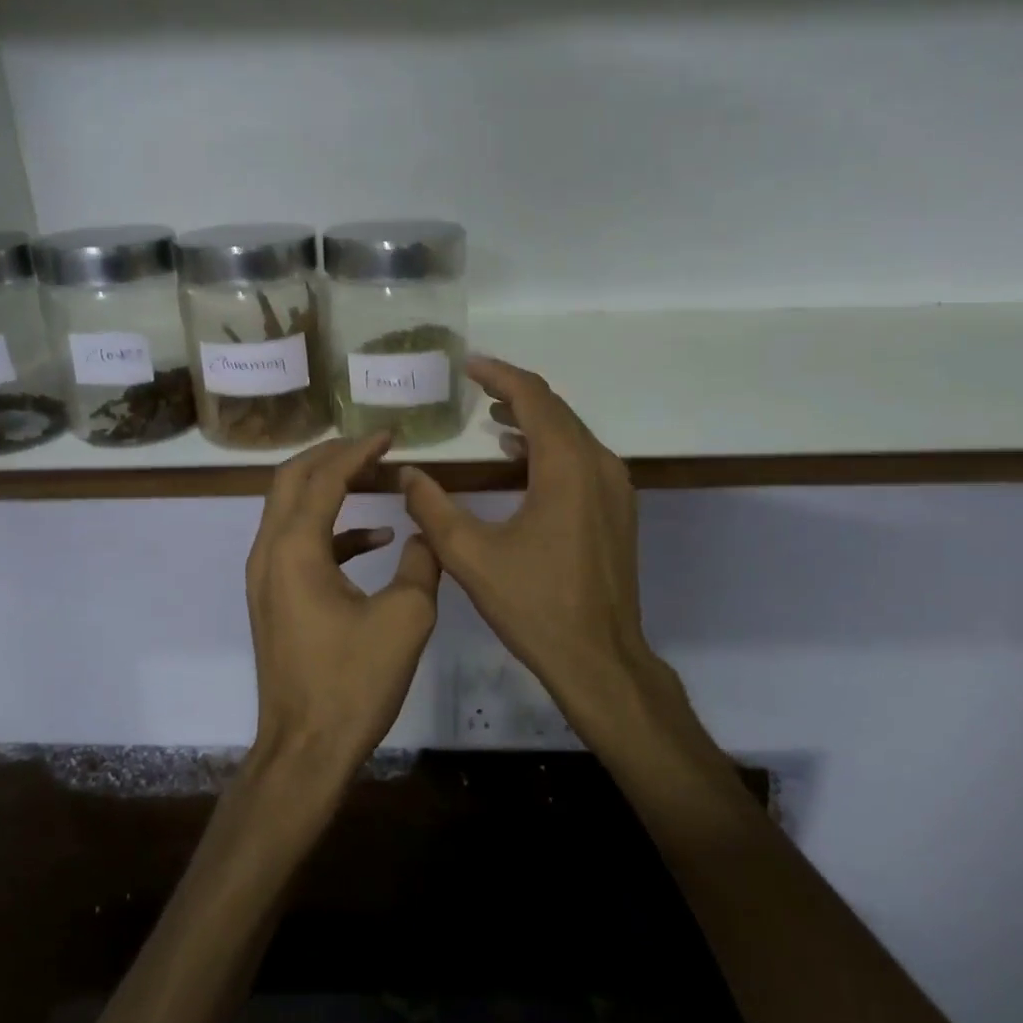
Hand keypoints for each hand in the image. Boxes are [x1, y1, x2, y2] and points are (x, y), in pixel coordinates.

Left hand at [245, 433, 442, 785]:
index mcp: (295, 549)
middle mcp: (269, 553)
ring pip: (291, 510)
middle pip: (291, 480)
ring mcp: (266, 577)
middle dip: (332, 456)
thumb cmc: (353, 682)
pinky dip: (334, 530)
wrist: (305, 749)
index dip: (358, 451)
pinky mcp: (275, 599)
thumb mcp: (406, 617)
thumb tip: (427, 533)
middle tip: (374, 446)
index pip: (323, 477)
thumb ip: (423, 563)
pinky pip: (300, 545)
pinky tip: (376, 539)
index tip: (390, 434)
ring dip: (331, 488)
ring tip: (377, 479)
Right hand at [400, 358, 690, 750]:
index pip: (534, 398)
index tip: (468, 365)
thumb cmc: (535, 605)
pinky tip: (519, 460)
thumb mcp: (470, 556)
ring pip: (572, 434)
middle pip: (556, 410)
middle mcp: (599, 465)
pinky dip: (549, 448)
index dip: (499, 376)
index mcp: (567, 467)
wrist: (599, 658)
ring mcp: (615, 488)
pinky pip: (581, 459)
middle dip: (515, 393)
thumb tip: (406, 474)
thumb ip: (432, 509)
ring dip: (533, 420)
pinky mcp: (616, 510)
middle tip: (474, 386)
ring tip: (491, 418)